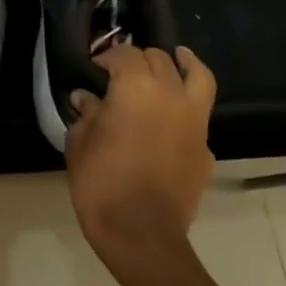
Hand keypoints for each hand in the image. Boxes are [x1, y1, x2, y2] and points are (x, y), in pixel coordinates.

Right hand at [66, 44, 217, 265]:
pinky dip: (188, 102)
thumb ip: (86, 114)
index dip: (106, 56)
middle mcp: (171, 94)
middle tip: (120, 71)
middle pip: (159, 59)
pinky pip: (200, 112)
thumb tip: (88, 99)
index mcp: (135, 87)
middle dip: (139, 59)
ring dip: (183, 64)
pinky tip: (173, 112)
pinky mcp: (206, 146)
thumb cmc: (100, 182)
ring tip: (178, 57)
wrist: (140, 231)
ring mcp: (195, 120)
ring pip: (197, 75)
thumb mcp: (79, 142)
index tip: (92, 68)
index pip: (124, 54)